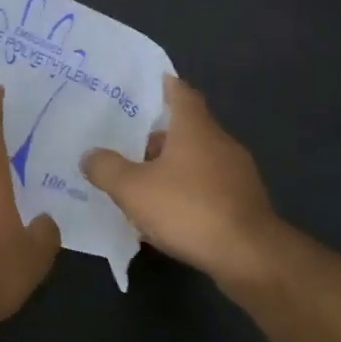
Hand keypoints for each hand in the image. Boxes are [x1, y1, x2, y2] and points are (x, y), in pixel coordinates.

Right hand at [80, 75, 280, 291]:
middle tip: (126, 142)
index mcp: (196, 129)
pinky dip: (187, 192)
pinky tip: (167, 213)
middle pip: (187, 129)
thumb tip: (90, 155)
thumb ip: (106, 168)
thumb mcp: (131, 188)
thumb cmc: (188, 209)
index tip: (147, 83)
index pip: (181, 93)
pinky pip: (208, 188)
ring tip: (140, 182)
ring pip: (198, 160)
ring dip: (172, 167)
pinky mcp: (245, 205)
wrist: (251, 258)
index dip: (164, 86)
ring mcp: (238, 175)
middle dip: (158, 136)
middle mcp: (221, 144)